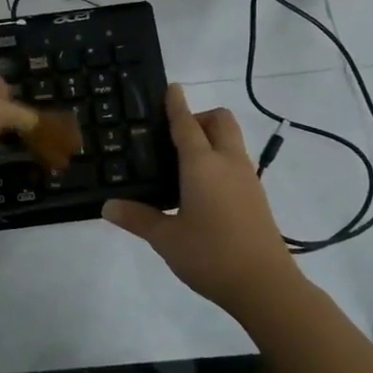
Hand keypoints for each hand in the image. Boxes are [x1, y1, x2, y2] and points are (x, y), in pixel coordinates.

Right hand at [102, 84, 303, 317]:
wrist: (265, 285)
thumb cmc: (210, 255)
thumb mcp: (166, 238)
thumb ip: (137, 218)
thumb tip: (107, 206)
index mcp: (202, 165)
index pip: (187, 124)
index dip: (177, 104)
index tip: (172, 87)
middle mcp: (228, 163)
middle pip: (220, 121)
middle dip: (200, 117)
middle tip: (175, 137)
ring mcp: (247, 179)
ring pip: (232, 141)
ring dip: (211, 138)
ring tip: (183, 164)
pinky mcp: (256, 196)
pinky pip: (236, 162)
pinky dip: (220, 160)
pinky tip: (201, 190)